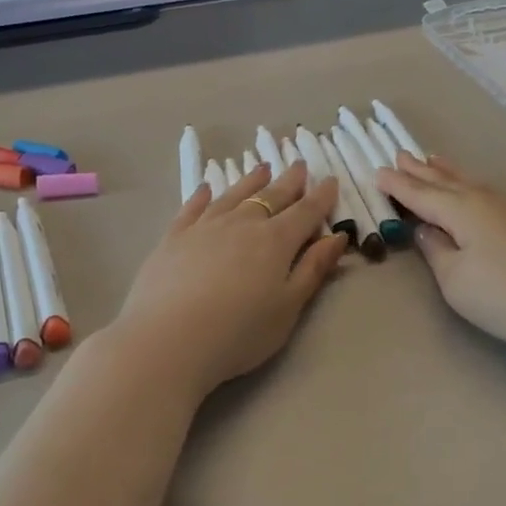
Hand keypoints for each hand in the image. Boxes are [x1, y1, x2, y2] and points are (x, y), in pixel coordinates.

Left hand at [113, 160, 347, 395]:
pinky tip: (207, 189)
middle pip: (271, 197)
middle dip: (289, 182)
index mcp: (276, 241)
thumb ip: (313, 269)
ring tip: (263, 169)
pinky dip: (203, 196)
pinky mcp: (173, 238)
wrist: (169, 340)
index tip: (331, 181)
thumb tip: (336, 237)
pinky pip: (193, 208)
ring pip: (233, 196)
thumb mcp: (289, 307)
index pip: (305, 212)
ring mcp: (204, 227)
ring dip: (251, 181)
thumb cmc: (240, 332)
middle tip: (300, 165)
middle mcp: (242, 224)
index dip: (321, 197)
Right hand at [377, 153, 505, 353]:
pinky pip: (482, 190)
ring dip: (444, 171)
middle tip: (399, 154)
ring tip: (429, 159)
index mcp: (459, 210)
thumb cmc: (502, 295)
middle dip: (419, 170)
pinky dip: (465, 182)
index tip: (376, 172)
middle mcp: (482, 200)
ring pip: (466, 181)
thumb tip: (426, 229)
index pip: (420, 194)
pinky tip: (467, 186)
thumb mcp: (455, 279)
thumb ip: (435, 250)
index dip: (397, 185)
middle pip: (444, 181)